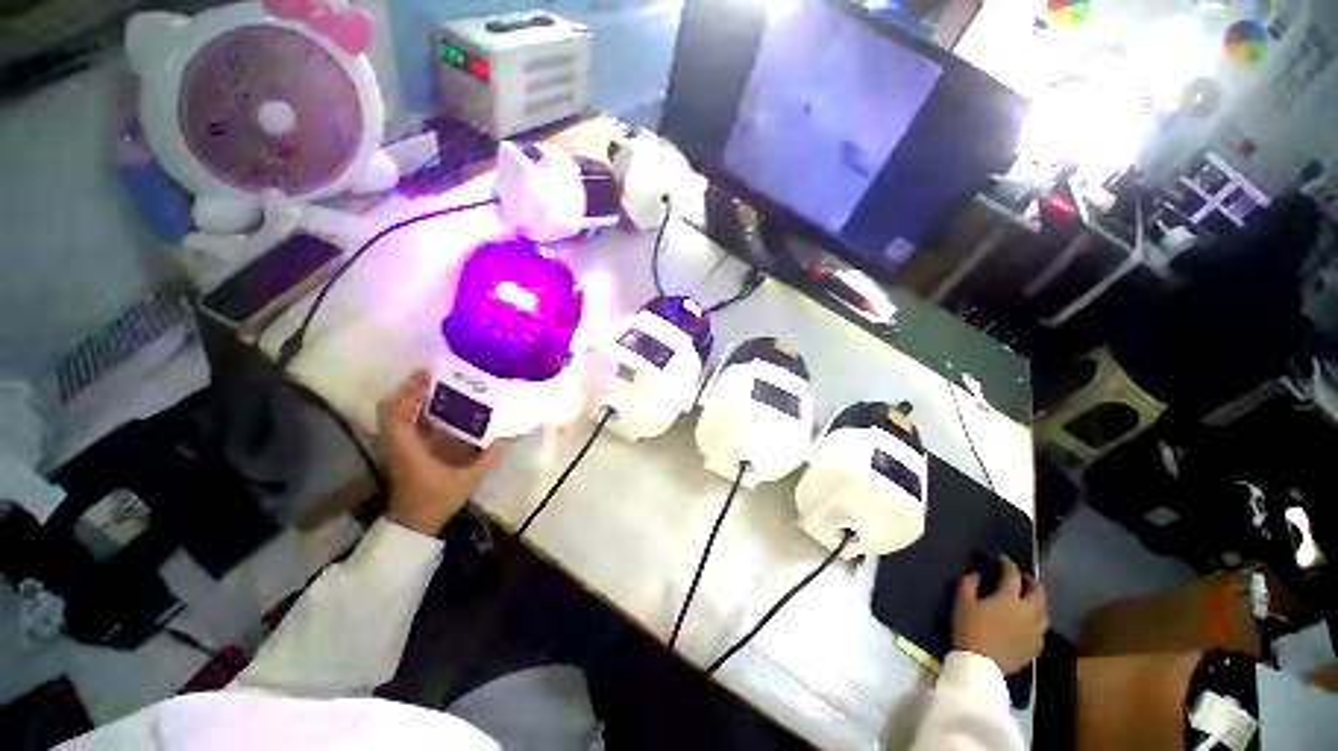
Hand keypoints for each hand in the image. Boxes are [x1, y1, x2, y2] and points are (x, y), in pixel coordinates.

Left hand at [377, 370, 505, 535]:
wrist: (415, 521)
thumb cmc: (438, 499)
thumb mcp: (470, 477)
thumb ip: (490, 454)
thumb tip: (512, 433)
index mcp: (407, 448)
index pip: (394, 414)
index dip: (408, 392)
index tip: (429, 376)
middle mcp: (396, 442)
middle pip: (390, 407)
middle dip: (409, 387)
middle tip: (436, 374)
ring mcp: (396, 444)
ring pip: (394, 412)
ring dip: (410, 395)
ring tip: (437, 383)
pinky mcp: (402, 447)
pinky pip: (402, 420)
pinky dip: (413, 406)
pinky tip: (437, 402)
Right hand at [952, 556, 1047, 674]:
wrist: (981, 665)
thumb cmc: (970, 629)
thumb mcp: (962, 602)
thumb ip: (969, 584)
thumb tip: (977, 574)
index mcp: (1009, 599)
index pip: (1012, 575)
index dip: (1007, 564)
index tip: (1001, 559)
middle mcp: (1028, 612)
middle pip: (1039, 593)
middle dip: (1032, 582)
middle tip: (1023, 578)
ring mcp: (1035, 631)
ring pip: (1044, 612)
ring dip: (1038, 602)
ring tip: (1028, 599)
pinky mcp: (1035, 647)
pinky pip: (1041, 629)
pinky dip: (1036, 621)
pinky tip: (1027, 623)